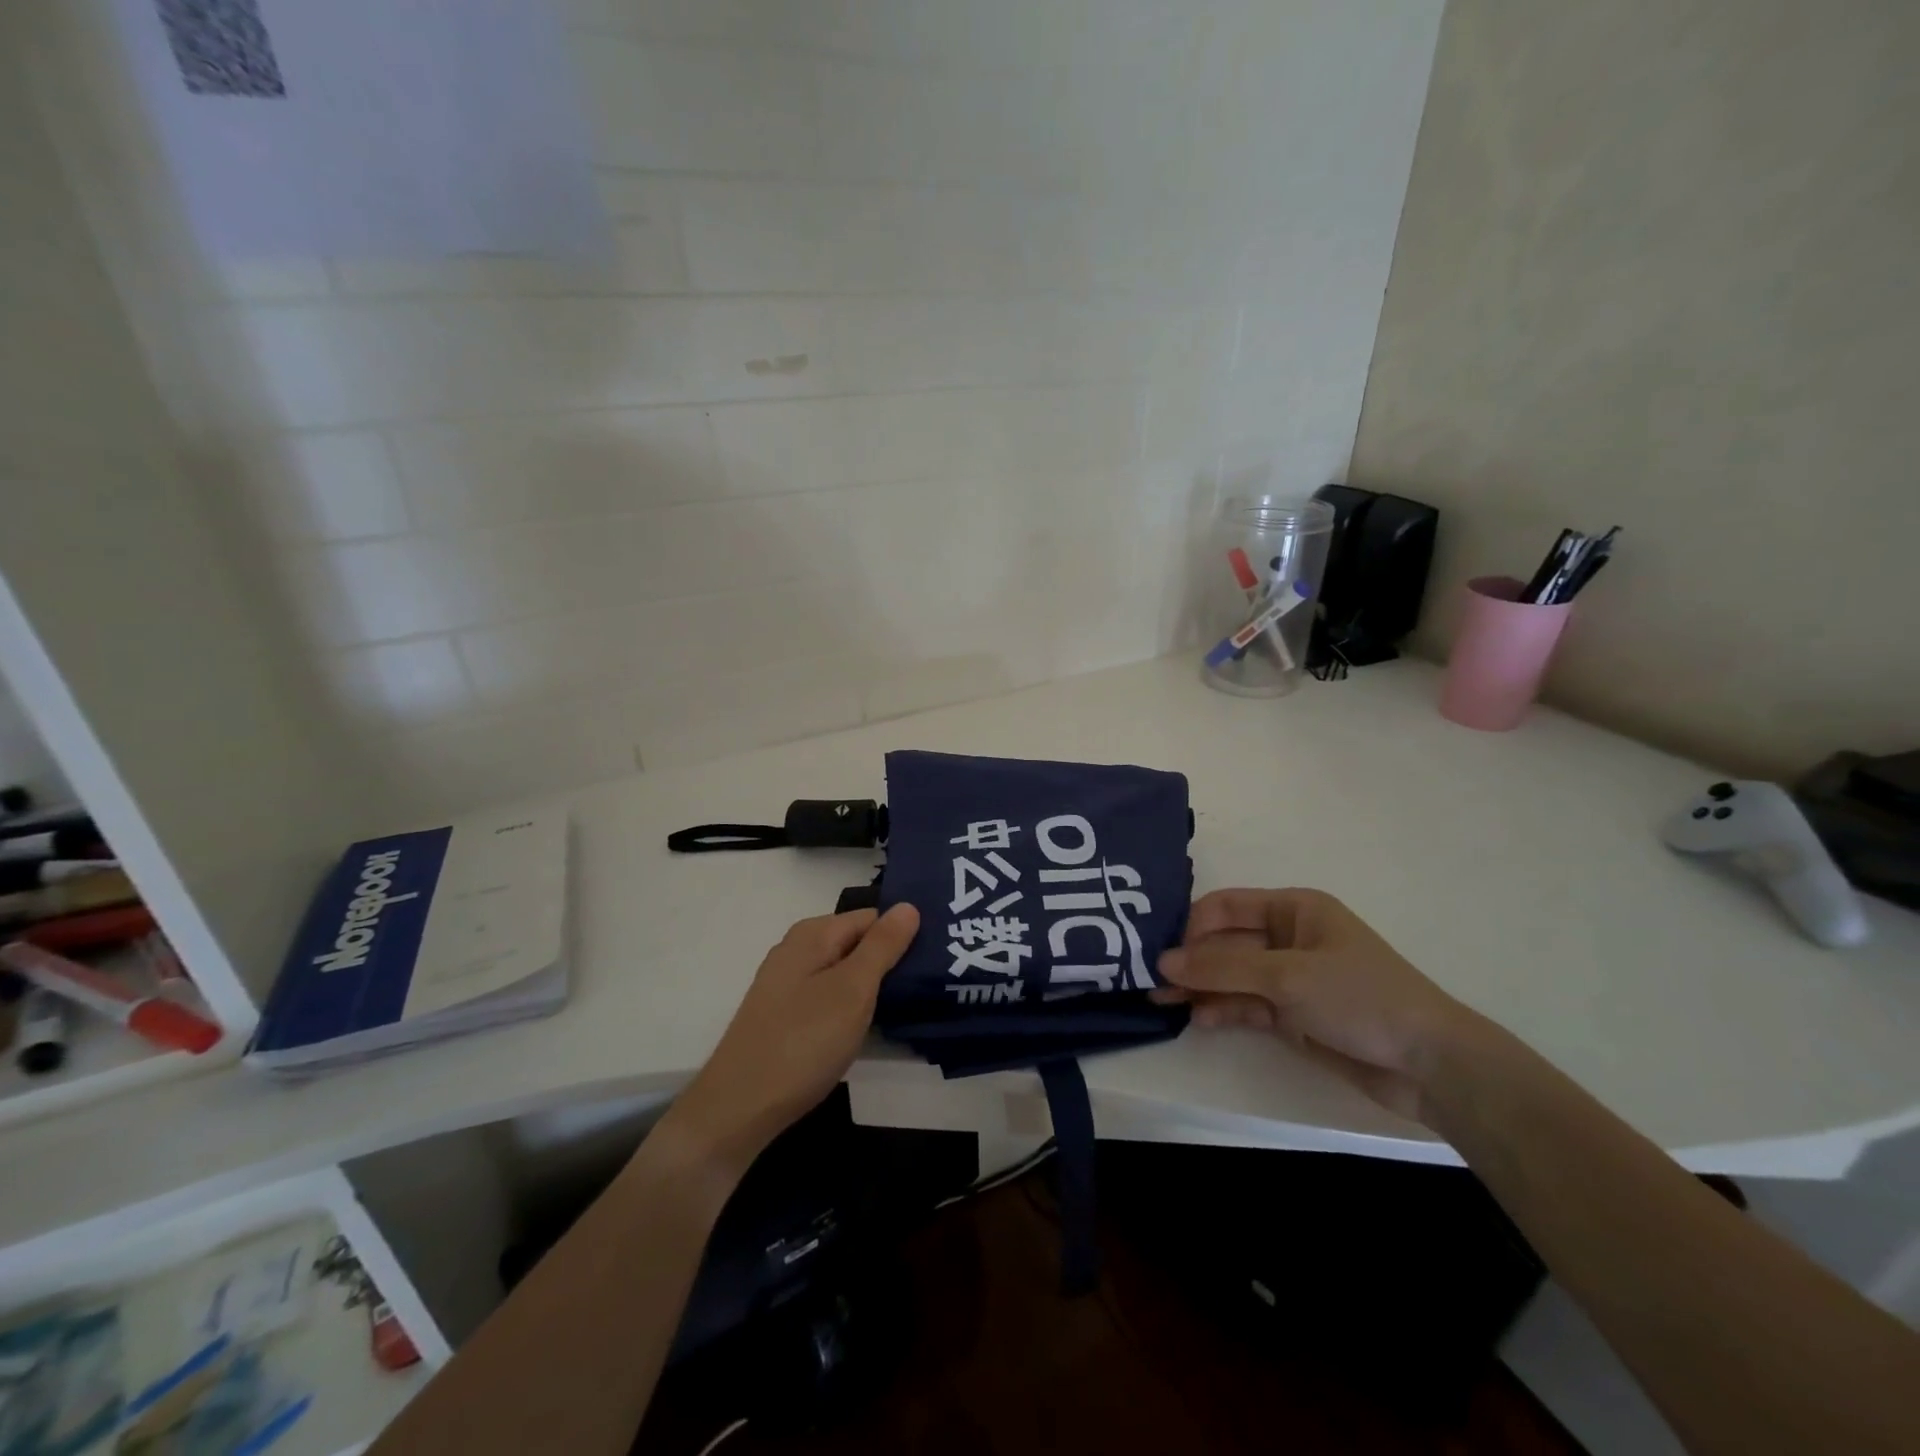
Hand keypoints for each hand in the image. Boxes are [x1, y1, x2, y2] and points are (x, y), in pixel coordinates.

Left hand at [661, 904, 920, 1175]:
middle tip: (931, 984)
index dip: (904, 934)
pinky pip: (829, 996)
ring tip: (910, 1005)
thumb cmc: (803, 1041)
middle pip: (857, 943)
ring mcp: (788, 984)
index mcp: (813, 934)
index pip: (873, 917)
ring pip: (844, 972)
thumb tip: (908, 905)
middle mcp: (798, 949)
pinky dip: (852, 1007)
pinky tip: (869, 1027)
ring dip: (873, 987)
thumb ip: (882, 946)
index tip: (938, 958)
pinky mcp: (785, 1015)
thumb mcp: (852, 989)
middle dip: (891, 961)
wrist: (739, 1108)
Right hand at [1153, 888, 1480, 1123]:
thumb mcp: (1287, 976)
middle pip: (1225, 942)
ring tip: (1161, 1001)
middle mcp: (1287, 937)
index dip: (1192, 924)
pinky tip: (1197, 1019)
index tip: (1161, 949)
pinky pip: (1246, 1005)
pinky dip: (1222, 1010)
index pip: (1227, 906)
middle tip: (1149, 979)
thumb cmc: (1361, 997)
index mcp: (1293, 909)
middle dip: (1191, 960)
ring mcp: (1289, 978)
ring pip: (1231, 976)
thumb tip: (1163, 962)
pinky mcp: (1293, 1016)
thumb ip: (1223, 969)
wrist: (1430, 1065)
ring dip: (1200, 987)